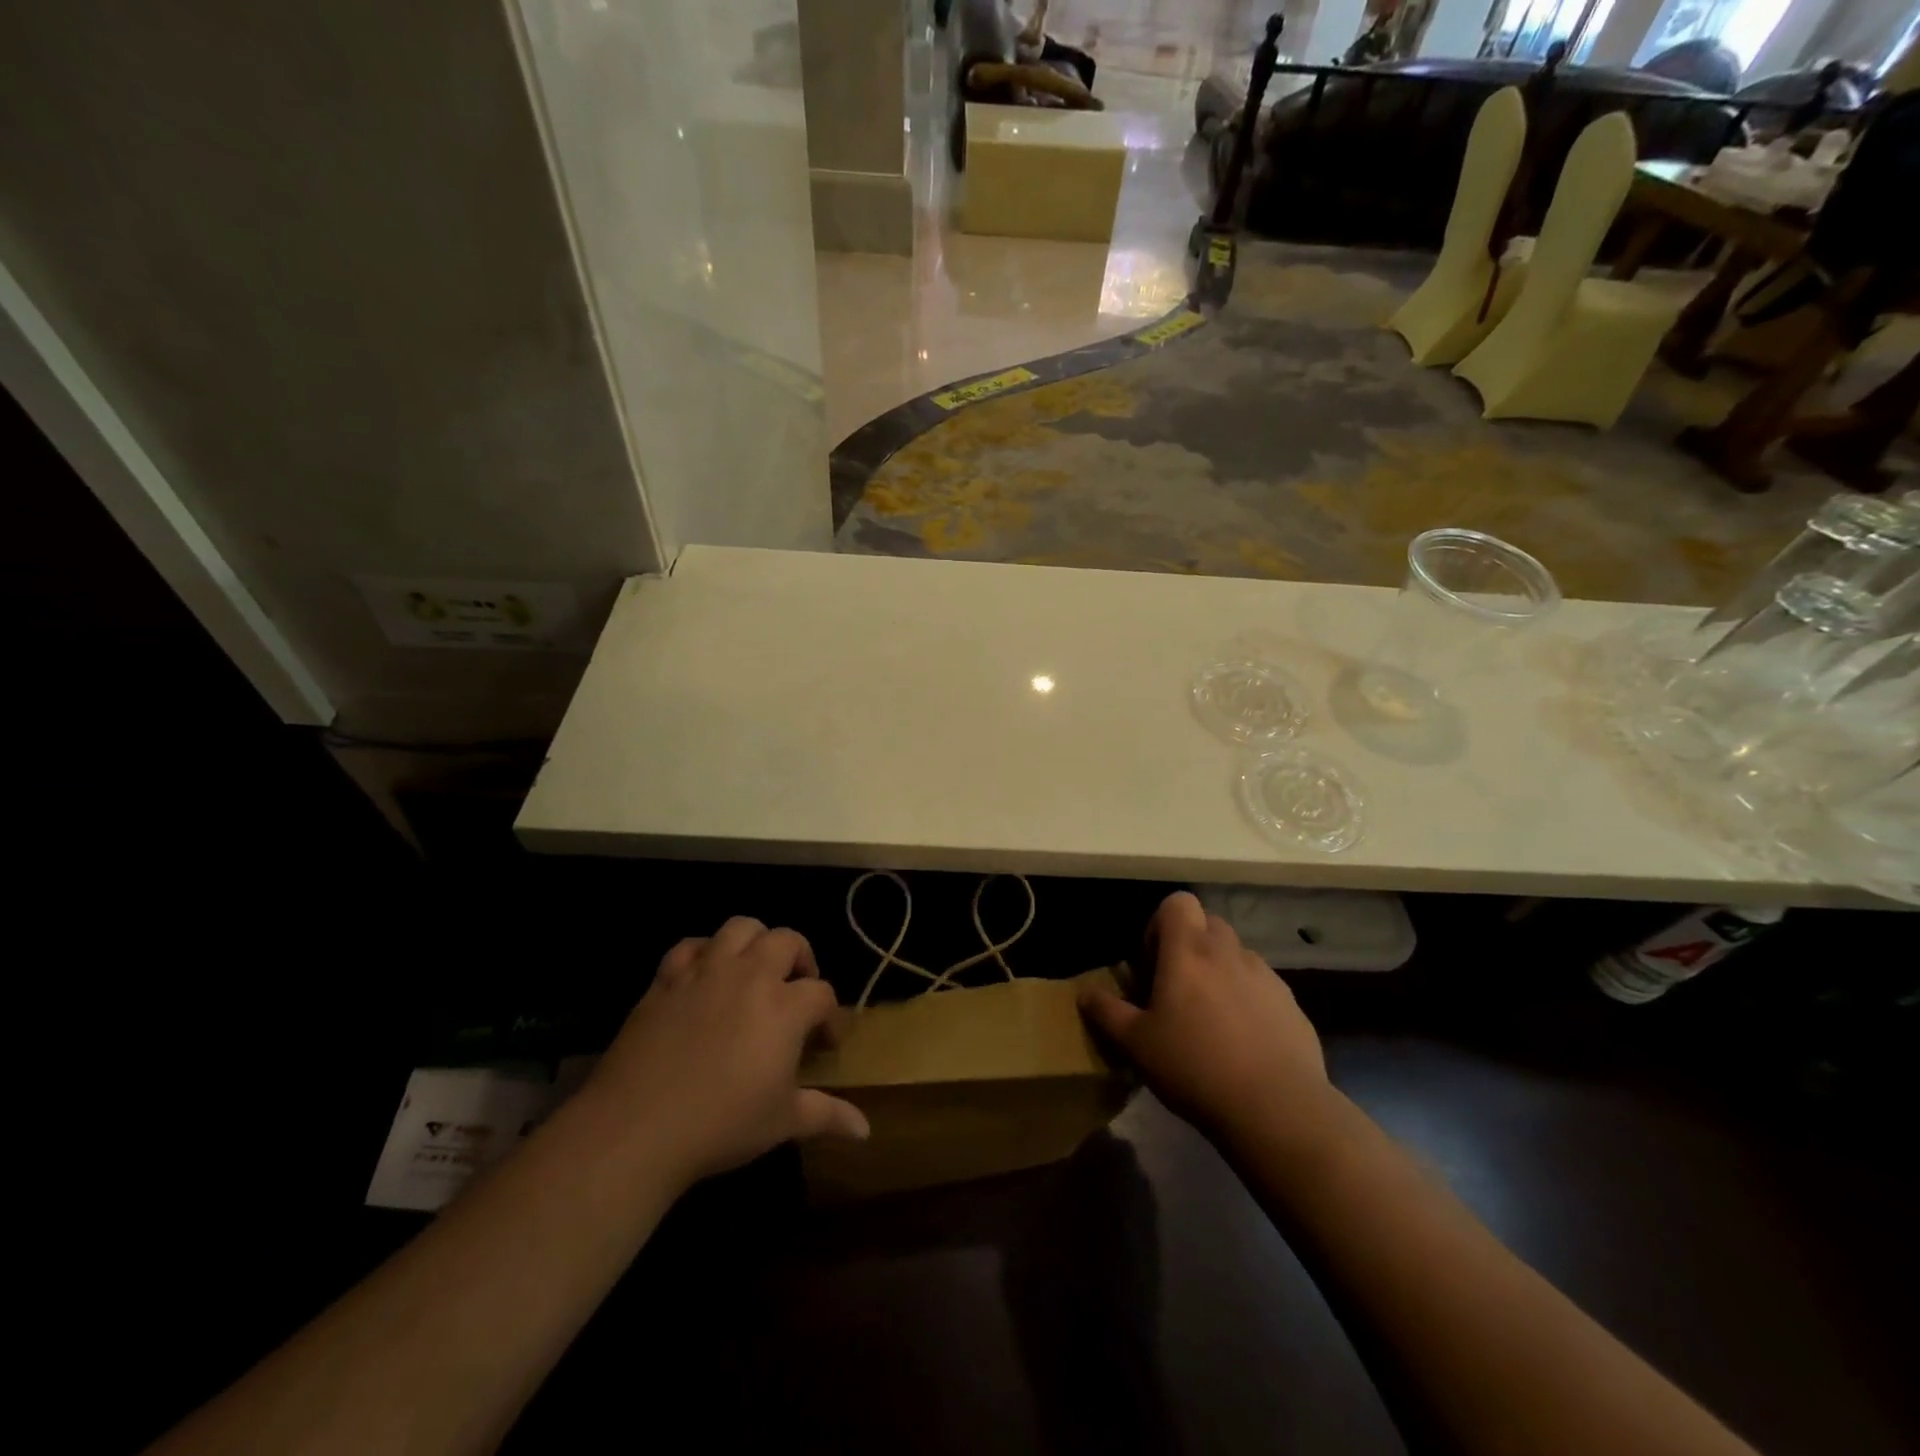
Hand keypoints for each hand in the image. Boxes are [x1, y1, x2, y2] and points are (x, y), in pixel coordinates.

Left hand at [590, 918, 869, 1186]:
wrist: (636, 1127)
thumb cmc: (721, 1125)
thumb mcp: (782, 1122)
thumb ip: (827, 1116)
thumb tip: (866, 1131)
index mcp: (785, 1006)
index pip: (822, 993)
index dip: (830, 1016)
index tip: (826, 1042)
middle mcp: (749, 976)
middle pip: (787, 941)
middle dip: (801, 959)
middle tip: (796, 991)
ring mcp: (705, 972)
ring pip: (740, 928)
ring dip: (755, 942)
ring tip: (755, 970)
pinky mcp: (667, 979)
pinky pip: (689, 946)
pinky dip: (703, 953)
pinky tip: (704, 976)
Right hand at [1079, 891, 1331, 1139]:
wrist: (1276, 1109)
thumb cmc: (1195, 1067)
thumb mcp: (1137, 1044)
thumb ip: (1107, 1012)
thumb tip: (1085, 993)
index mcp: (1188, 951)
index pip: (1178, 902)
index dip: (1161, 923)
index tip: (1153, 962)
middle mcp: (1229, 952)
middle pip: (1208, 923)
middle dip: (1190, 945)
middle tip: (1177, 986)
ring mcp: (1266, 976)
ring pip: (1236, 955)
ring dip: (1220, 971)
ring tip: (1210, 1017)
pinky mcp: (1291, 1004)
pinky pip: (1262, 986)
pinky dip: (1248, 998)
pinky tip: (1243, 1041)